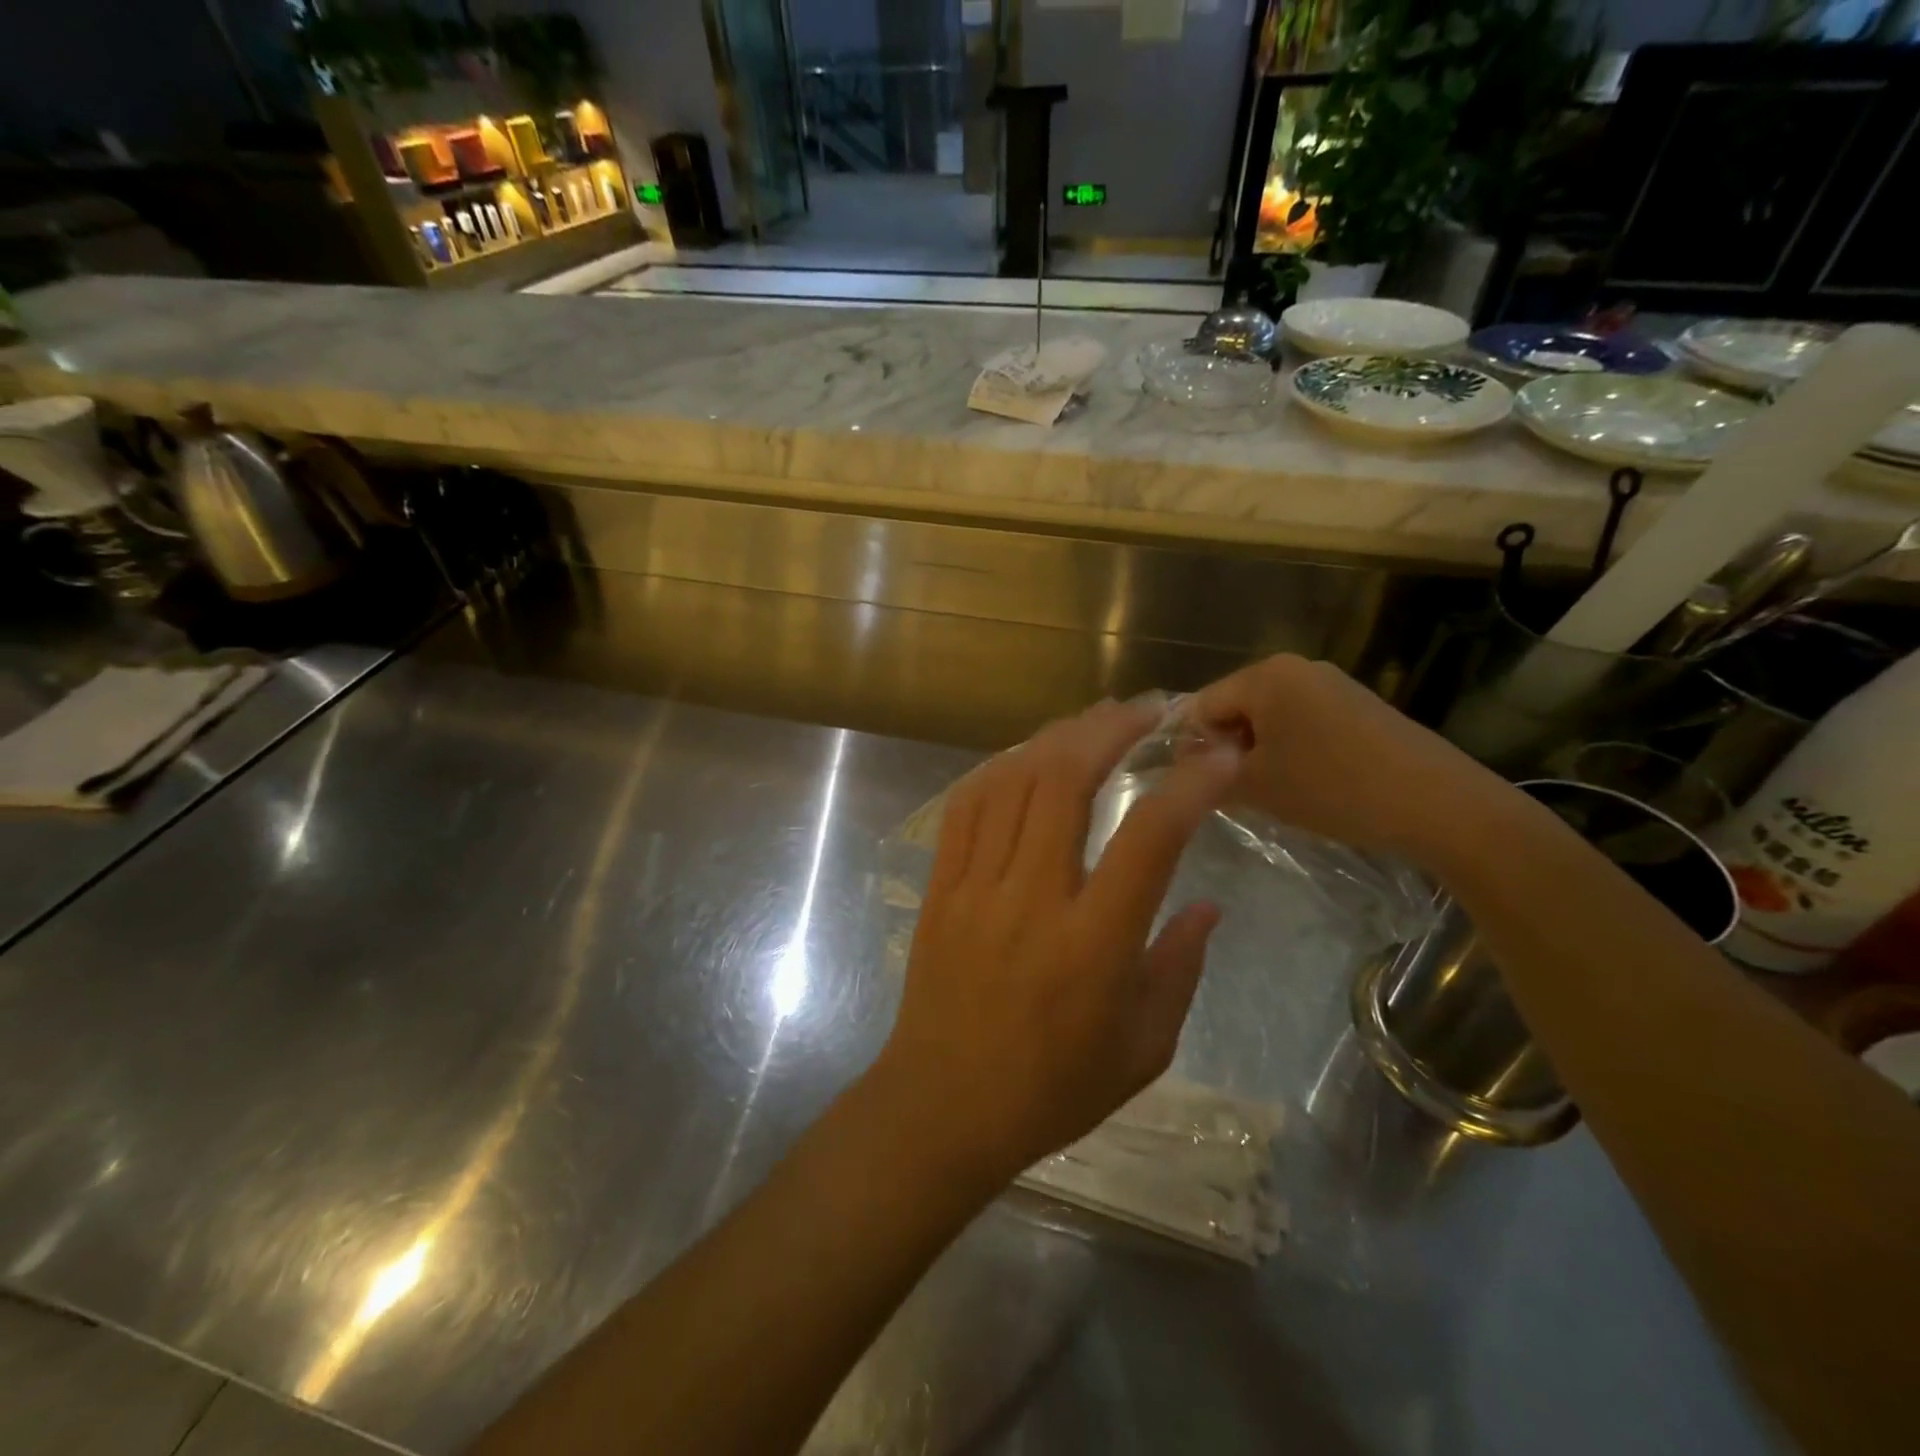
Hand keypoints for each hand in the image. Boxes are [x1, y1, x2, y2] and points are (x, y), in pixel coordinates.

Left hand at [874, 699, 1240, 1188]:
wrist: (944, 1105)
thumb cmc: (1053, 1088)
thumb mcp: (1143, 1048)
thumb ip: (1180, 967)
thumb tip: (1208, 906)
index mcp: (1093, 944)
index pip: (1150, 838)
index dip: (1190, 786)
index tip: (1219, 757)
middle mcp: (1032, 899)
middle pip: (1065, 781)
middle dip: (1110, 730)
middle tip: (1146, 711)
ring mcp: (977, 886)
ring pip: (1013, 781)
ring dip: (1057, 737)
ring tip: (1093, 719)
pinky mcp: (941, 887)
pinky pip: (967, 806)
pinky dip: (1000, 767)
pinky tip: (1026, 755)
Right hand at [1189, 654, 1504, 864]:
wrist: (1437, 804)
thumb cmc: (1332, 787)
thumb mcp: (1256, 786)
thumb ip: (1208, 774)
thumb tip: (1185, 770)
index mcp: (1266, 675)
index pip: (1202, 704)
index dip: (1191, 745)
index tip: (1195, 785)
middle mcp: (1297, 668)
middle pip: (1236, 706)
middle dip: (1226, 747)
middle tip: (1230, 792)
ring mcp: (1332, 684)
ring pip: (1270, 716)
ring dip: (1258, 752)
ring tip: (1267, 792)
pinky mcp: (1359, 705)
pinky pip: (1303, 722)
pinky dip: (1290, 750)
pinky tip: (1304, 784)